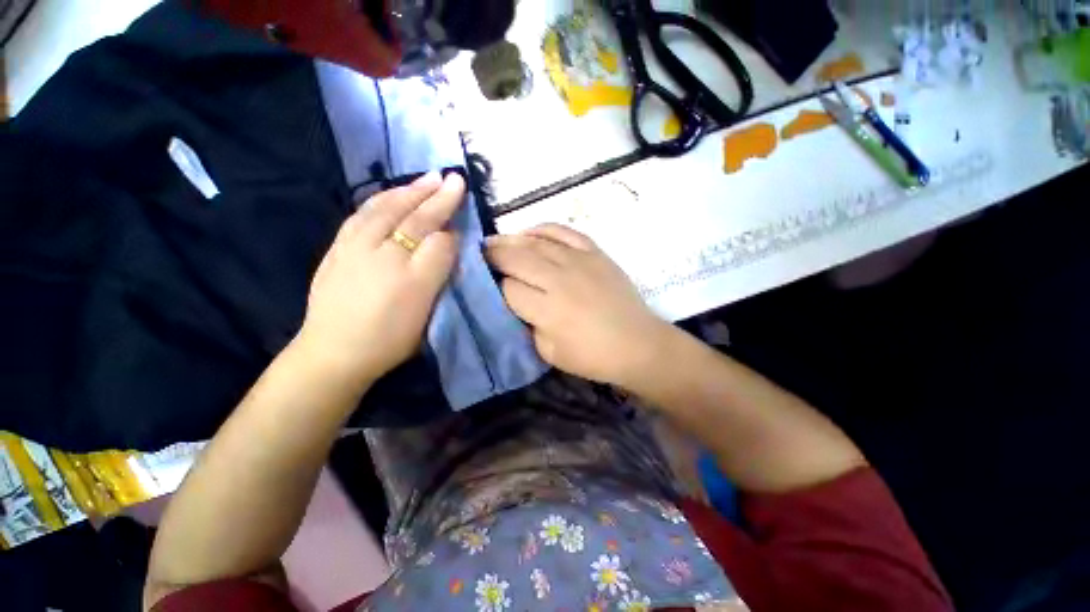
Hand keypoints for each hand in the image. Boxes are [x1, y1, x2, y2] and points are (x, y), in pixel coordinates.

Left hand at [297, 172, 464, 382]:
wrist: (334, 353)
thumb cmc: (389, 338)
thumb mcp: (426, 312)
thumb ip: (438, 272)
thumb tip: (447, 241)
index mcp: (410, 275)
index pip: (437, 239)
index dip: (450, 223)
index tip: (461, 207)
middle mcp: (382, 253)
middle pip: (413, 218)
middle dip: (435, 196)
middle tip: (451, 177)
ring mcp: (355, 248)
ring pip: (385, 209)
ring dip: (409, 191)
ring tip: (426, 178)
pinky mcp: (337, 249)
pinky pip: (362, 214)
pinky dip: (380, 199)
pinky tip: (390, 194)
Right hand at [486, 224, 674, 386]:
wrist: (637, 343)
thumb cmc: (593, 356)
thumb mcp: (549, 352)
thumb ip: (527, 324)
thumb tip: (515, 301)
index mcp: (547, 309)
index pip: (508, 288)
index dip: (495, 286)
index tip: (488, 285)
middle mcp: (559, 279)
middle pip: (515, 258)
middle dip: (493, 254)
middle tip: (480, 253)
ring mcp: (578, 260)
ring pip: (535, 242)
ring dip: (511, 239)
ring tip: (496, 241)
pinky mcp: (594, 252)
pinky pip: (563, 232)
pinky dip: (543, 229)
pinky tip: (530, 232)